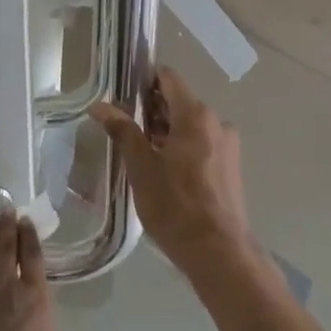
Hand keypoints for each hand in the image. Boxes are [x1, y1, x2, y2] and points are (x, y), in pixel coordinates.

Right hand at [90, 66, 252, 282]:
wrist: (219, 252)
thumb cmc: (175, 206)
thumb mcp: (141, 167)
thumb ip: (123, 131)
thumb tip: (100, 105)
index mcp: (196, 115)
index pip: (168, 77)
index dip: (144, 80)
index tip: (123, 94)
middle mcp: (217, 122)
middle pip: (179, 101)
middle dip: (152, 110)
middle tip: (125, 129)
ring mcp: (228, 145)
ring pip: (191, 125)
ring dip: (166, 131)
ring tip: (141, 154)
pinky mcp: (231, 166)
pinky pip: (202, 143)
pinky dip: (182, 147)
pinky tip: (165, 171)